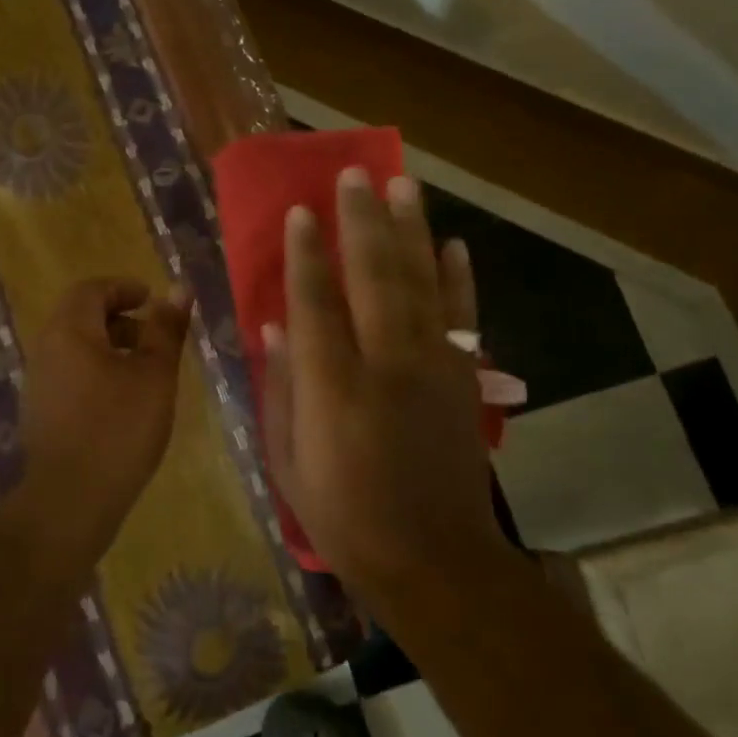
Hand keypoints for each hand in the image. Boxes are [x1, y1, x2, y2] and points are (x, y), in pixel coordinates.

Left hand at [21, 278, 192, 538]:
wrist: (70, 500)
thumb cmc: (118, 428)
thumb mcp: (154, 374)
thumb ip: (166, 329)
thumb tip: (179, 289)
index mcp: (70, 331)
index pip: (91, 289)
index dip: (124, 288)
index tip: (152, 300)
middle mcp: (46, 349)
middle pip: (80, 316)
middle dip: (119, 317)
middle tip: (153, 336)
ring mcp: (38, 382)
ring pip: (75, 347)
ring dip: (109, 346)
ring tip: (144, 371)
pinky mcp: (40, 412)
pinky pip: (69, 373)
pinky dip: (96, 371)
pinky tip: (122, 401)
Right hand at [262, 168, 500, 596]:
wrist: (435, 562)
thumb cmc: (346, 517)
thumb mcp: (288, 463)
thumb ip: (280, 390)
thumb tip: (273, 328)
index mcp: (333, 388)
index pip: (315, 303)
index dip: (306, 253)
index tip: (300, 211)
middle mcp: (386, 365)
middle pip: (374, 277)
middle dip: (363, 221)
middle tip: (355, 174)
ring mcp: (433, 369)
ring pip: (421, 284)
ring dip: (412, 231)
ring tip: (404, 186)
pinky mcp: (464, 380)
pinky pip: (463, 318)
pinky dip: (459, 278)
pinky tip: (454, 244)